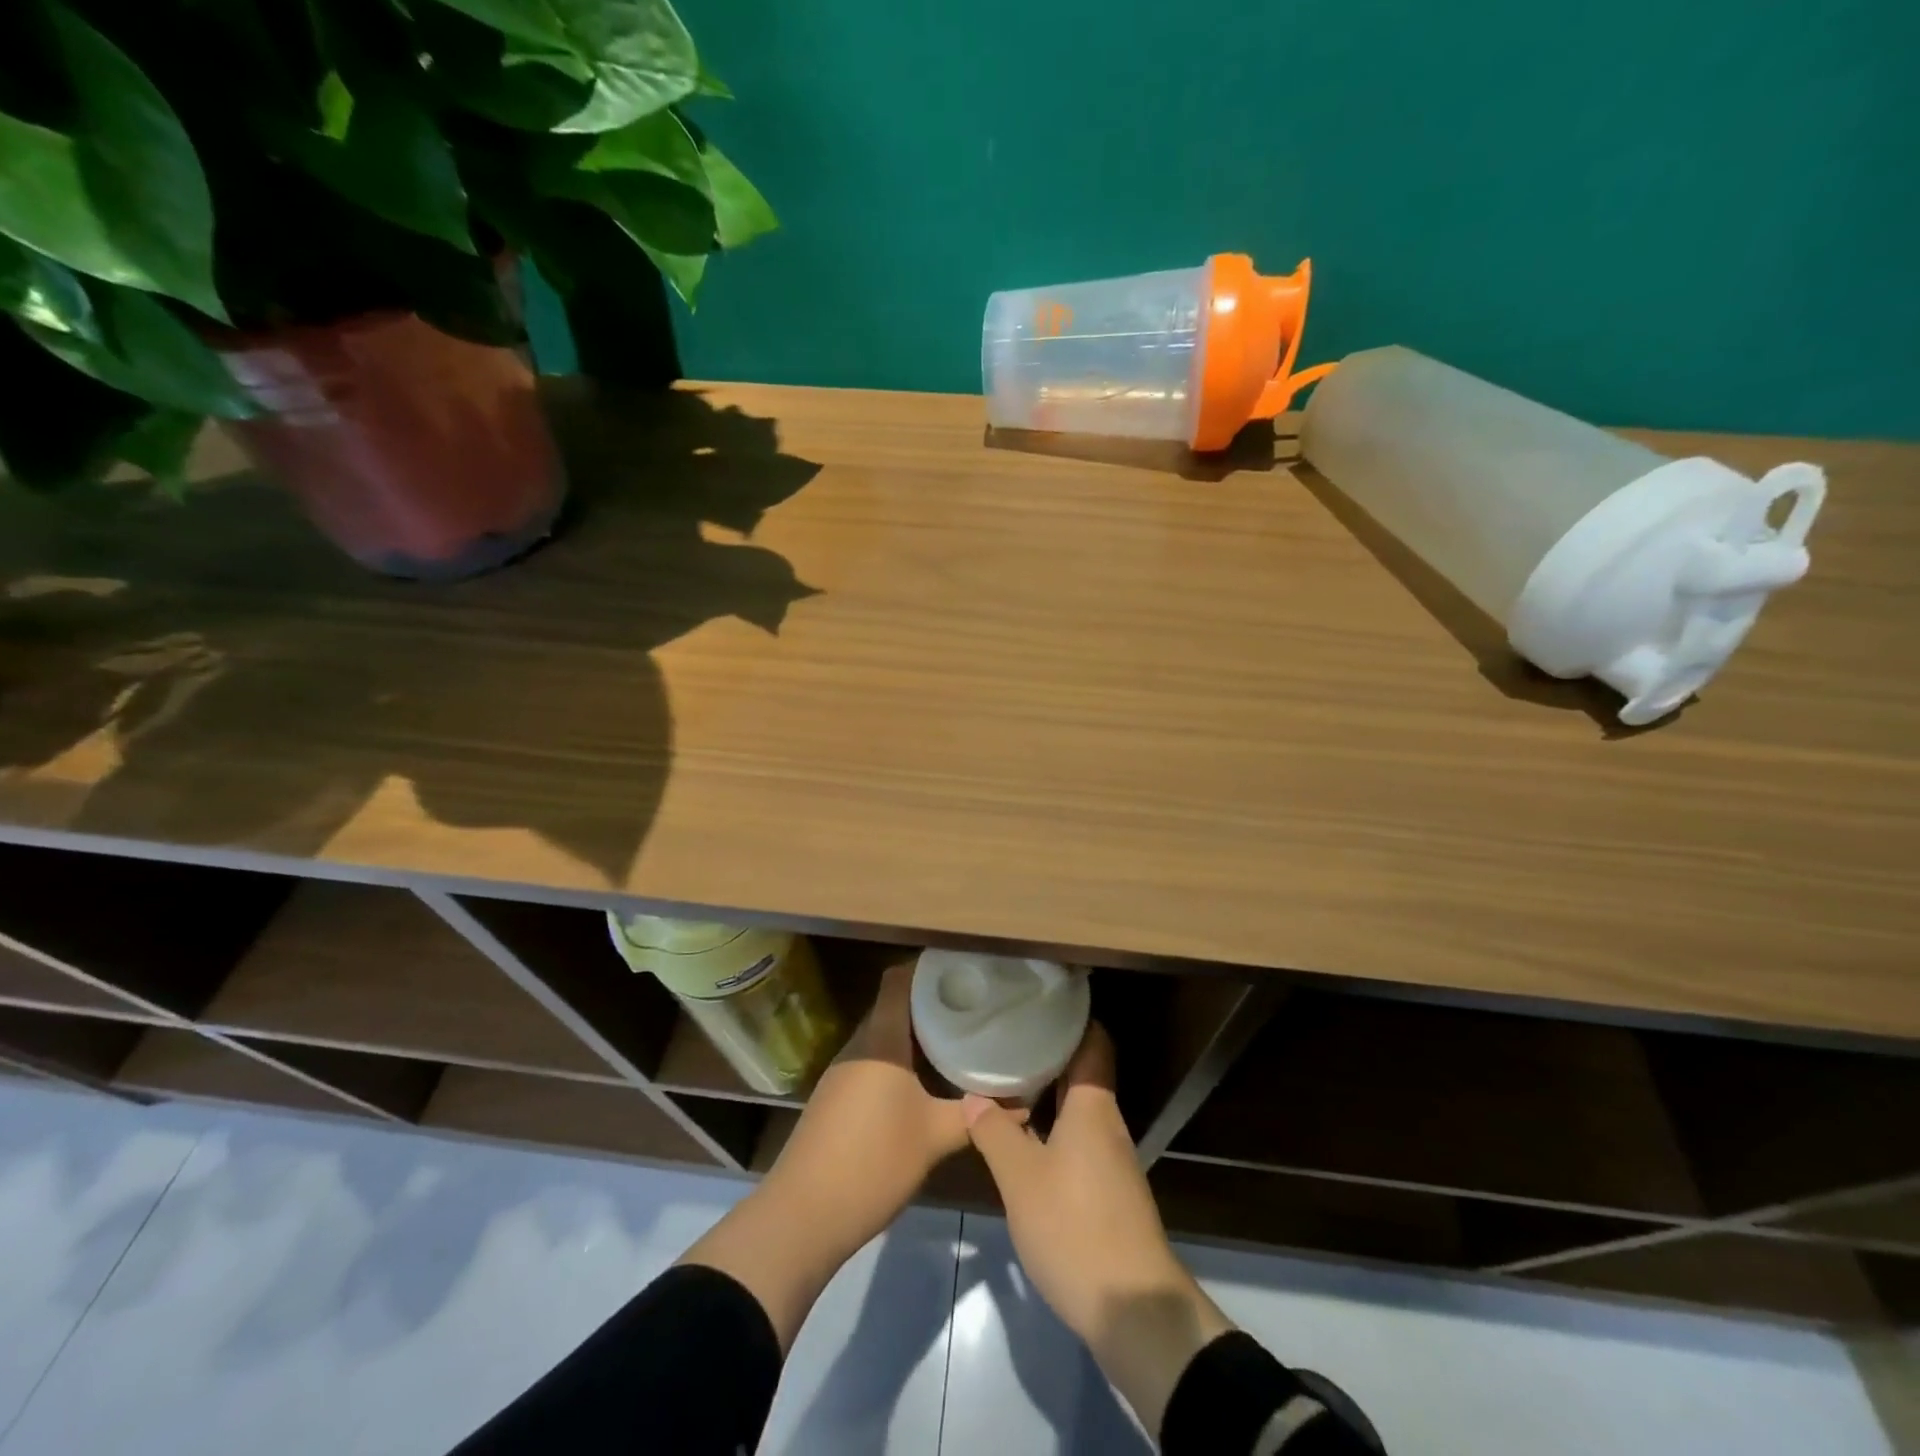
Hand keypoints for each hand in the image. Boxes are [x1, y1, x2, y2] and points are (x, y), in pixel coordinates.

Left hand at [761, 960, 972, 1248]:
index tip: (962, 971)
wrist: (803, 1216)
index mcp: (880, 1039)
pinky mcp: (835, 1098)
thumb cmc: (873, 1161)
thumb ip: (976, 1115)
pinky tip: (923, 1082)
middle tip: (972, 1009)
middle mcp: (858, 1045)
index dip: (928, 969)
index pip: (899, 980)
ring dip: (915, 1036)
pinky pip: (873, 1062)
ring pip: (884, 1037)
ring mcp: (842, 1072)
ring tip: (956, 1041)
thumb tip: (1023, 1102)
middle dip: (931, 1004)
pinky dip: (899, 1062)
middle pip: (894, 1007)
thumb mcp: (934, 1137)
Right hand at [964, 1022, 1232, 1434]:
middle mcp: (1107, 1123)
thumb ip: (995, 1132)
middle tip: (1007, 1037)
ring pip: (1078, 1107)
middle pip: (1082, 1071)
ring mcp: (1111, 1158)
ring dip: (1047, 1092)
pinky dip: (1052, 1125)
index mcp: (1093, 1106)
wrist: (1132, 1309)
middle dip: (1048, 1052)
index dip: (1071, 1017)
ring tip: (1006, 1078)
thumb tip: (974, 1096)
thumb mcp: (1021, 1178)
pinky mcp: (1107, 1189)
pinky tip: (1023, 1135)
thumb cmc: (1074, 1227)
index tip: (1037, 1002)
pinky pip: (1078, 1137)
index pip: (1093, 1041)